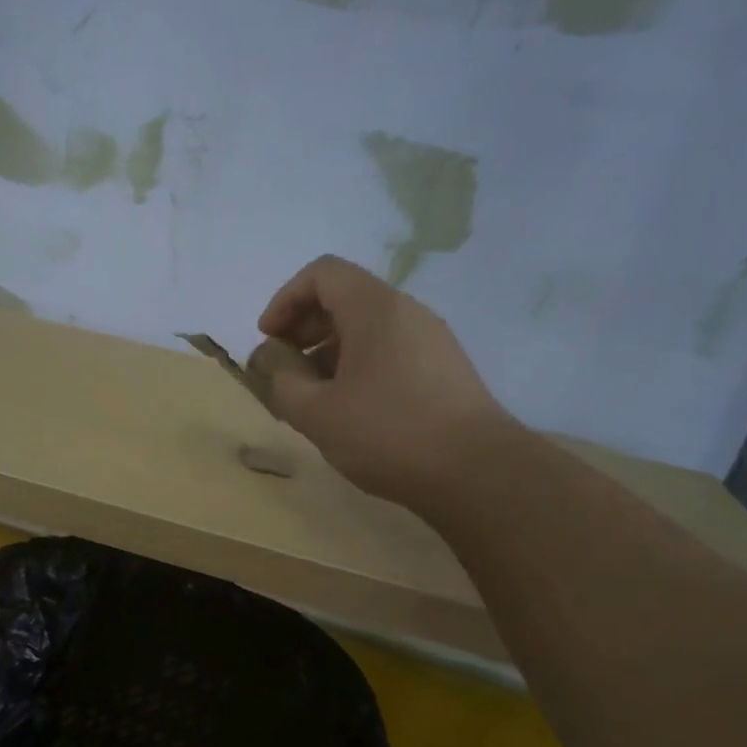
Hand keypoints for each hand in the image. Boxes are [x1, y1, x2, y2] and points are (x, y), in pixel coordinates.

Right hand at [258, 255, 507, 507]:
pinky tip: (349, 411)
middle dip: (303, 328)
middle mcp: (407, 312)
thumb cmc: (388, 433)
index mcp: (375, 309)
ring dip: (328, 352)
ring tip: (311, 398)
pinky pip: (389, 352)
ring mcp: (431, 341)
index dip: (285, 300)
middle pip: (345, 298)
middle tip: (283, 370)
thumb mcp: (316, 411)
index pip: (322, 273)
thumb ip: (281, 379)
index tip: (269, 340)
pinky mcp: (444, 370)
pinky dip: (357, 367)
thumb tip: (269, 358)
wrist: (477, 473)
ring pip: (367, 329)